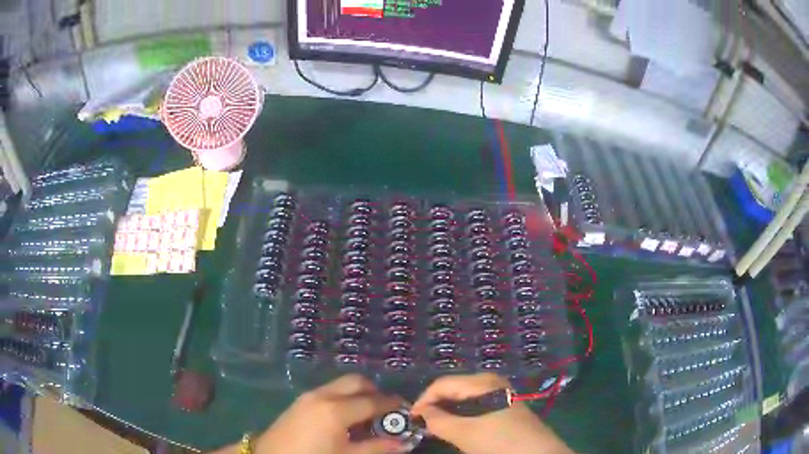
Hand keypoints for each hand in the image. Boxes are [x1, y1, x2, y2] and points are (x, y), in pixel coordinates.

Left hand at [235, 374, 402, 453]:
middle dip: (375, 392)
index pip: (373, 401)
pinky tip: (346, 419)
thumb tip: (403, 442)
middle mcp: (323, 395)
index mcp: (336, 410)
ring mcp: (309, 396)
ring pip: (342, 385)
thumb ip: (376, 447)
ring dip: (358, 394)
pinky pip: (329, 391)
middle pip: (356, 382)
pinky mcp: (301, 401)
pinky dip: (344, 398)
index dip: (392, 405)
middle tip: (386, 410)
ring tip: (367, 416)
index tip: (405, 409)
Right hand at [411, 373, 571, 453]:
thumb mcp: (466, 433)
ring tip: (434, 428)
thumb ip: (439, 421)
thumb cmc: (501, 441)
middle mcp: (490, 382)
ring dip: (446, 412)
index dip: (423, 400)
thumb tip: (419, 413)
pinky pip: (473, 406)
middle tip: (420, 425)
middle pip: (452, 389)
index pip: (442, 384)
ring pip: (462, 399)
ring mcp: (498, 394)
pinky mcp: (502, 407)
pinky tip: (454, 428)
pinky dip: (459, 416)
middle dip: (434, 406)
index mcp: (483, 382)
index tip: (410, 419)